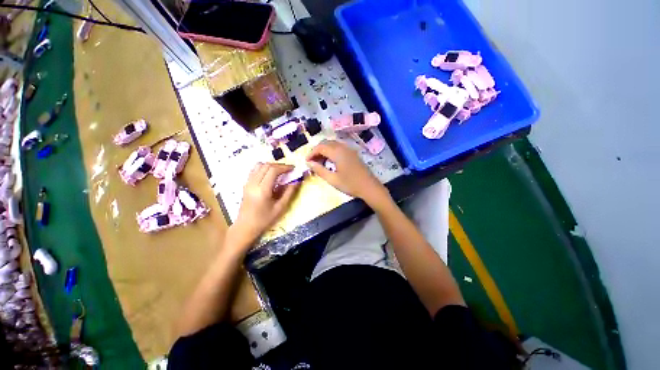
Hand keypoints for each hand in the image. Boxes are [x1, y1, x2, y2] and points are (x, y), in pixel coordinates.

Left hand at [231, 163, 298, 246]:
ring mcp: (247, 183)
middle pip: (266, 166)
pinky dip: (264, 168)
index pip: (273, 170)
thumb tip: (297, 181)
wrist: (245, 227)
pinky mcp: (246, 184)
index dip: (284, 167)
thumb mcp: (280, 207)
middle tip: (288, 170)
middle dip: (279, 165)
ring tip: (280, 171)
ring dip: (271, 165)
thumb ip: (289, 192)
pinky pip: (254, 170)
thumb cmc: (264, 219)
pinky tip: (270, 175)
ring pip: (259, 166)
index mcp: (262, 190)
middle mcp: (253, 183)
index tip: (293, 168)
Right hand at [306, 140, 387, 203]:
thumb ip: (319, 170)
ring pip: (333, 144)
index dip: (311, 153)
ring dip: (324, 150)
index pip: (320, 147)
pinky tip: (330, 161)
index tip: (307, 162)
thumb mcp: (332, 179)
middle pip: (326, 143)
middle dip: (317, 151)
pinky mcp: (353, 153)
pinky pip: (339, 147)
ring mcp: (349, 149)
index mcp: (337, 152)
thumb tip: (309, 163)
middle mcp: (343, 147)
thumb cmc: (350, 184)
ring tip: (320, 162)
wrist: (369, 187)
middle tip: (312, 162)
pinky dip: (331, 151)